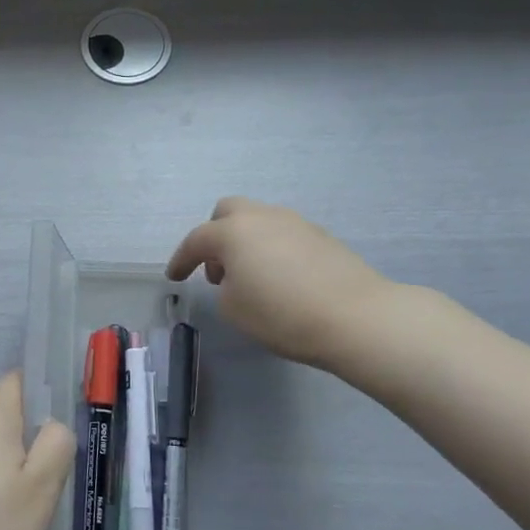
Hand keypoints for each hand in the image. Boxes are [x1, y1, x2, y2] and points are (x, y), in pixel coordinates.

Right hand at [167, 198, 398, 370]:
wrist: (355, 317)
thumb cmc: (282, 314)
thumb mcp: (234, 309)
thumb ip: (224, 287)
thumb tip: (237, 279)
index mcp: (233, 232)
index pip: (196, 240)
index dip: (181, 259)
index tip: (174, 277)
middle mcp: (262, 217)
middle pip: (228, 211)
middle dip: (215, 235)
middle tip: (215, 269)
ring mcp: (295, 223)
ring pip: (258, 220)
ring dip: (245, 241)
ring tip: (249, 276)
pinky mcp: (321, 236)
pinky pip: (283, 234)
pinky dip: (271, 249)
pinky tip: (279, 278)